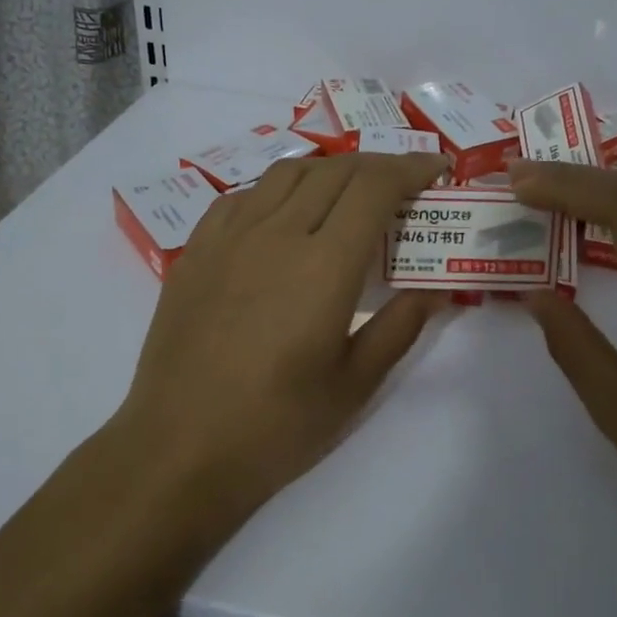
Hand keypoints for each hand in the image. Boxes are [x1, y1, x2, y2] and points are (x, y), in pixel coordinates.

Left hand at [113, 151, 448, 525]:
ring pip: (287, 173)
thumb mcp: (355, 385)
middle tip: (402, 187)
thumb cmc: (276, 427)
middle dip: (378, 167)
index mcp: (324, 266)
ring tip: (348, 194)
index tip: (437, 170)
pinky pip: (243, 196)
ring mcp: (229, 238)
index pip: (374, 187)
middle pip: (335, 171)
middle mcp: (276, 234)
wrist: (179, 449)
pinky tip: (284, 216)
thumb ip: (400, 327)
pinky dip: (278, 190)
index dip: (411, 168)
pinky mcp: (196, 251)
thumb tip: (435, 288)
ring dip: (329, 171)